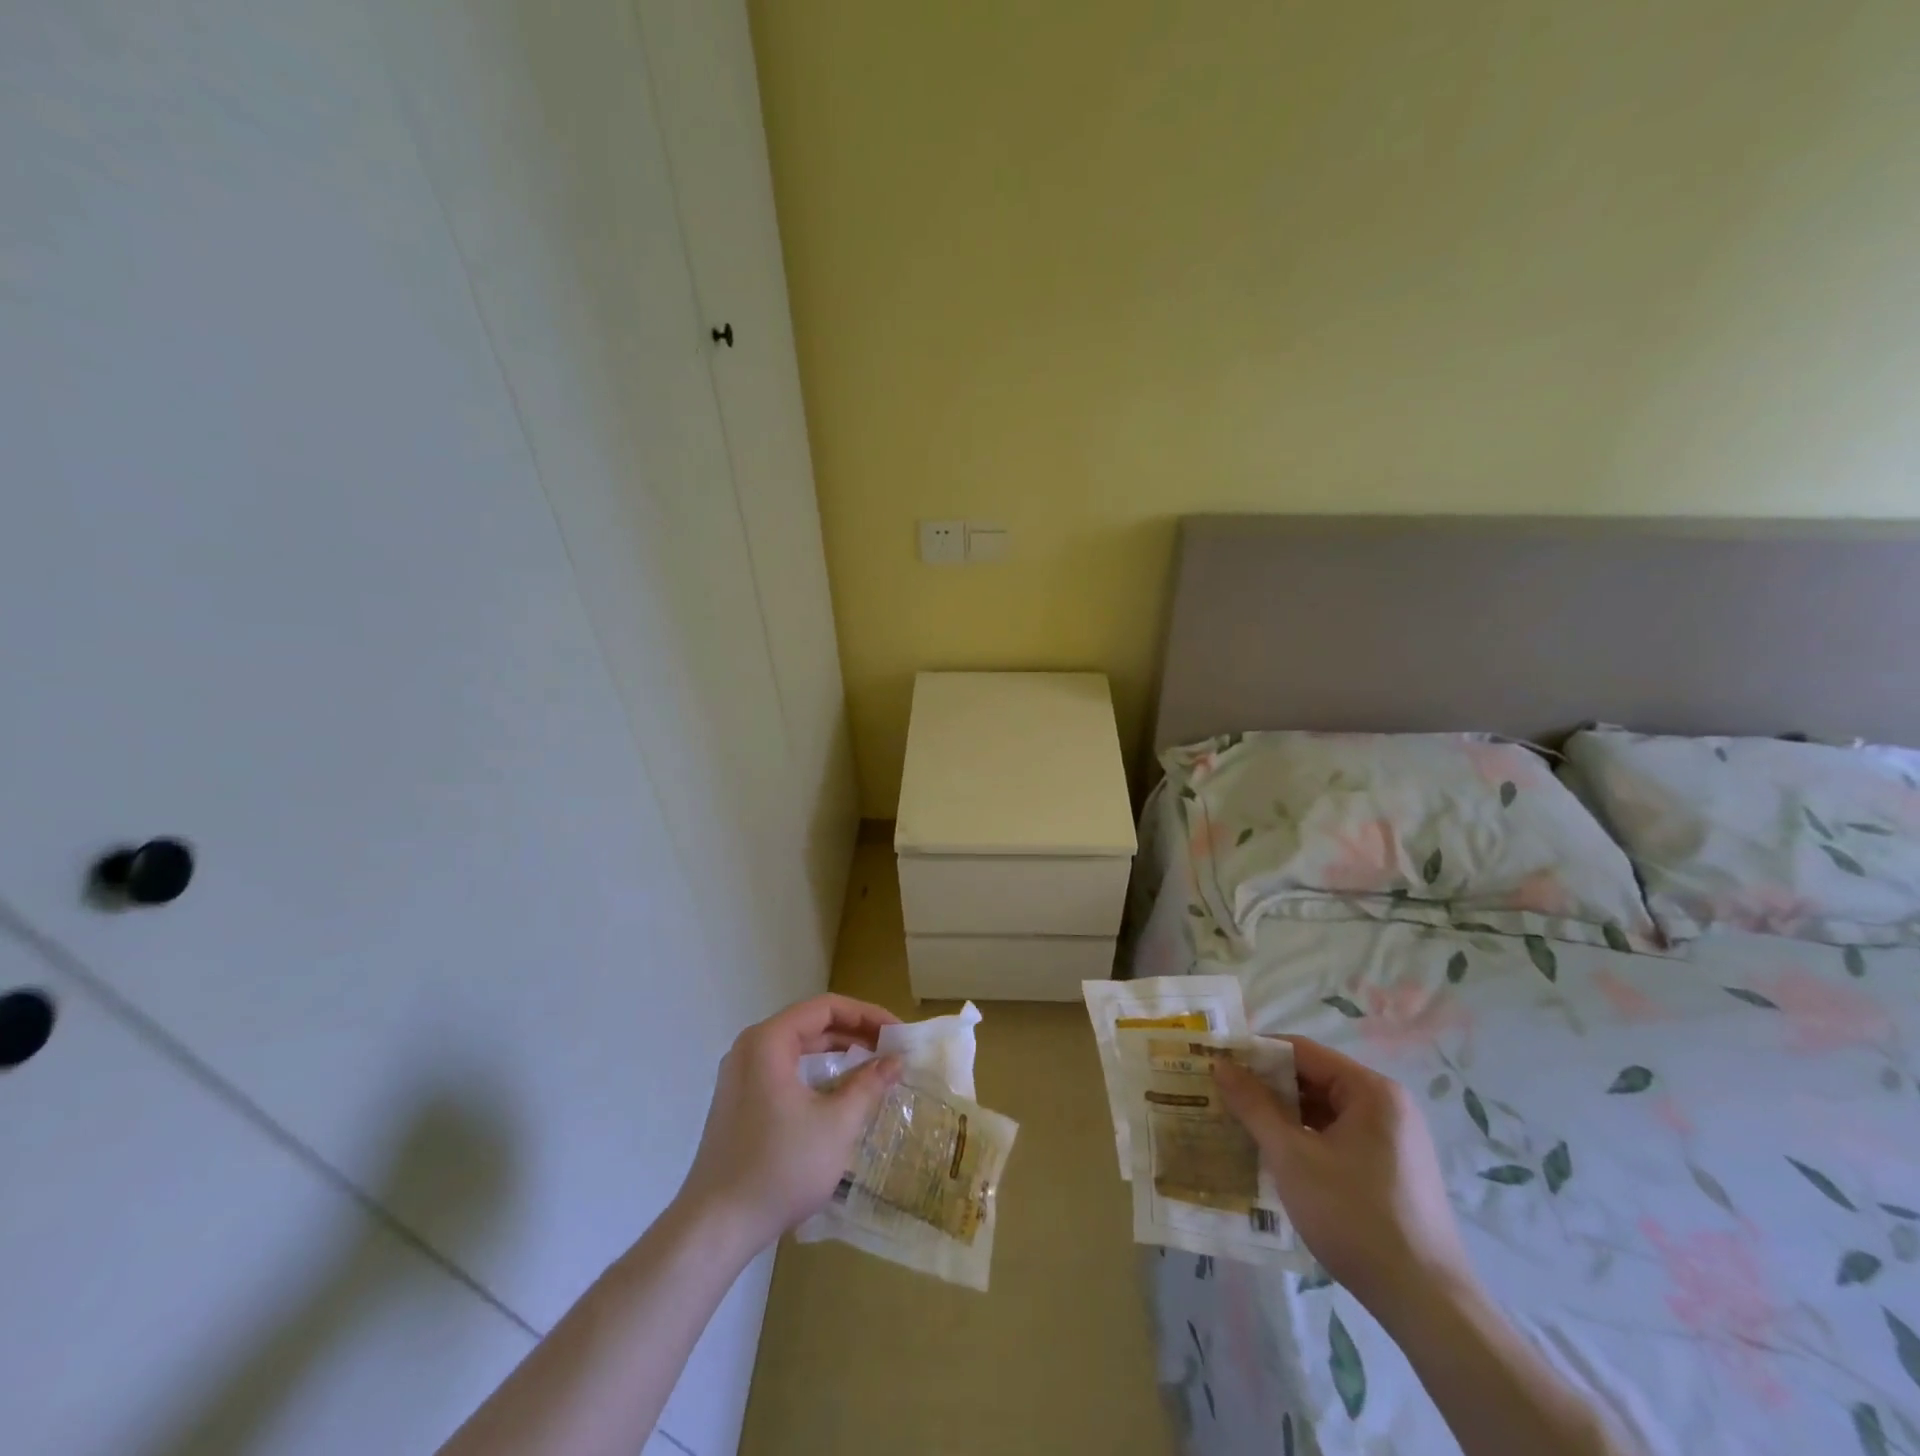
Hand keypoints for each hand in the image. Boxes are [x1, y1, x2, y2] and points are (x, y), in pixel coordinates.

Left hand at [675, 994, 902, 1257]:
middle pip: (811, 1024)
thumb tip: (895, 1060)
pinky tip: (839, 1094)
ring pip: (798, 1049)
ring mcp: (740, 1076)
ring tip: (872, 1068)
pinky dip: (815, 1073)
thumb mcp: (836, 1124)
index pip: (826, 1007)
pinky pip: (785, 1070)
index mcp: (768, 1041)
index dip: (867, 1015)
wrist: (715, 1227)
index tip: (897, 1033)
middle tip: (890, 1050)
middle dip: (854, 1033)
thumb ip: (868, 1085)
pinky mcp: (739, 1102)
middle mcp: (750, 1048)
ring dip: (837, 1054)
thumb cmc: (780, 1167)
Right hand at [1214, 1037, 1473, 1315]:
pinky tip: (1275, 1157)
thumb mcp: (1292, 1157)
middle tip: (1221, 1095)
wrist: (1426, 1304)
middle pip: (1314, 1079)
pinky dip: (1305, 1140)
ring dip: (1283, 1116)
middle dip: (1267, 1087)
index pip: (1301, 1051)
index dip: (1255, 1054)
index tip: (1217, 1064)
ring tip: (1239, 1124)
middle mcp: (1387, 1106)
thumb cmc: (1355, 1217)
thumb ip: (1254, 1106)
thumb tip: (1221, 1065)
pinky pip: (1338, 1138)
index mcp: (1371, 1091)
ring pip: (1324, 1111)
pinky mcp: (1392, 1171)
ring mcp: (1393, 1140)